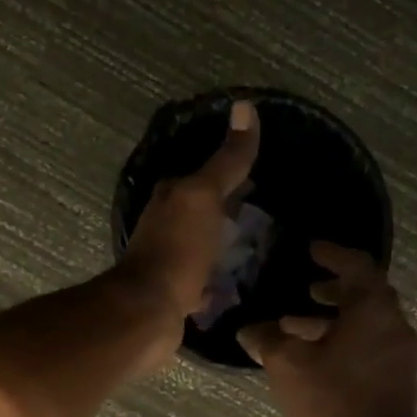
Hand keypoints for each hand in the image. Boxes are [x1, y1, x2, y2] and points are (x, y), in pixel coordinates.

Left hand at [118, 100, 260, 325]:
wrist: (149, 310)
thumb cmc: (177, 247)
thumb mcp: (204, 196)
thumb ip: (227, 160)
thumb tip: (245, 106)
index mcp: (171, 197)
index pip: (204, 176)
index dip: (231, 173)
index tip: (262, 177)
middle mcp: (165, 224)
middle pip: (203, 210)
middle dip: (229, 209)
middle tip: (266, 213)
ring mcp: (169, 260)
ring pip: (202, 244)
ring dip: (223, 244)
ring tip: (258, 248)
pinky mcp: (175, 293)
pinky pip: (202, 281)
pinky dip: (216, 281)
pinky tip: (235, 285)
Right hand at [237, 243, 416, 416]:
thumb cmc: (331, 401)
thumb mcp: (287, 364)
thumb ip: (266, 339)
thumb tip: (248, 329)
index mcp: (373, 311)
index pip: (358, 266)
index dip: (332, 253)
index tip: (310, 249)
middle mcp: (395, 325)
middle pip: (367, 292)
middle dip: (335, 286)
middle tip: (306, 286)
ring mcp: (401, 353)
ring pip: (369, 320)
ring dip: (336, 315)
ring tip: (299, 324)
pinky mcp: (398, 377)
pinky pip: (372, 341)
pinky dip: (346, 336)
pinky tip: (316, 355)